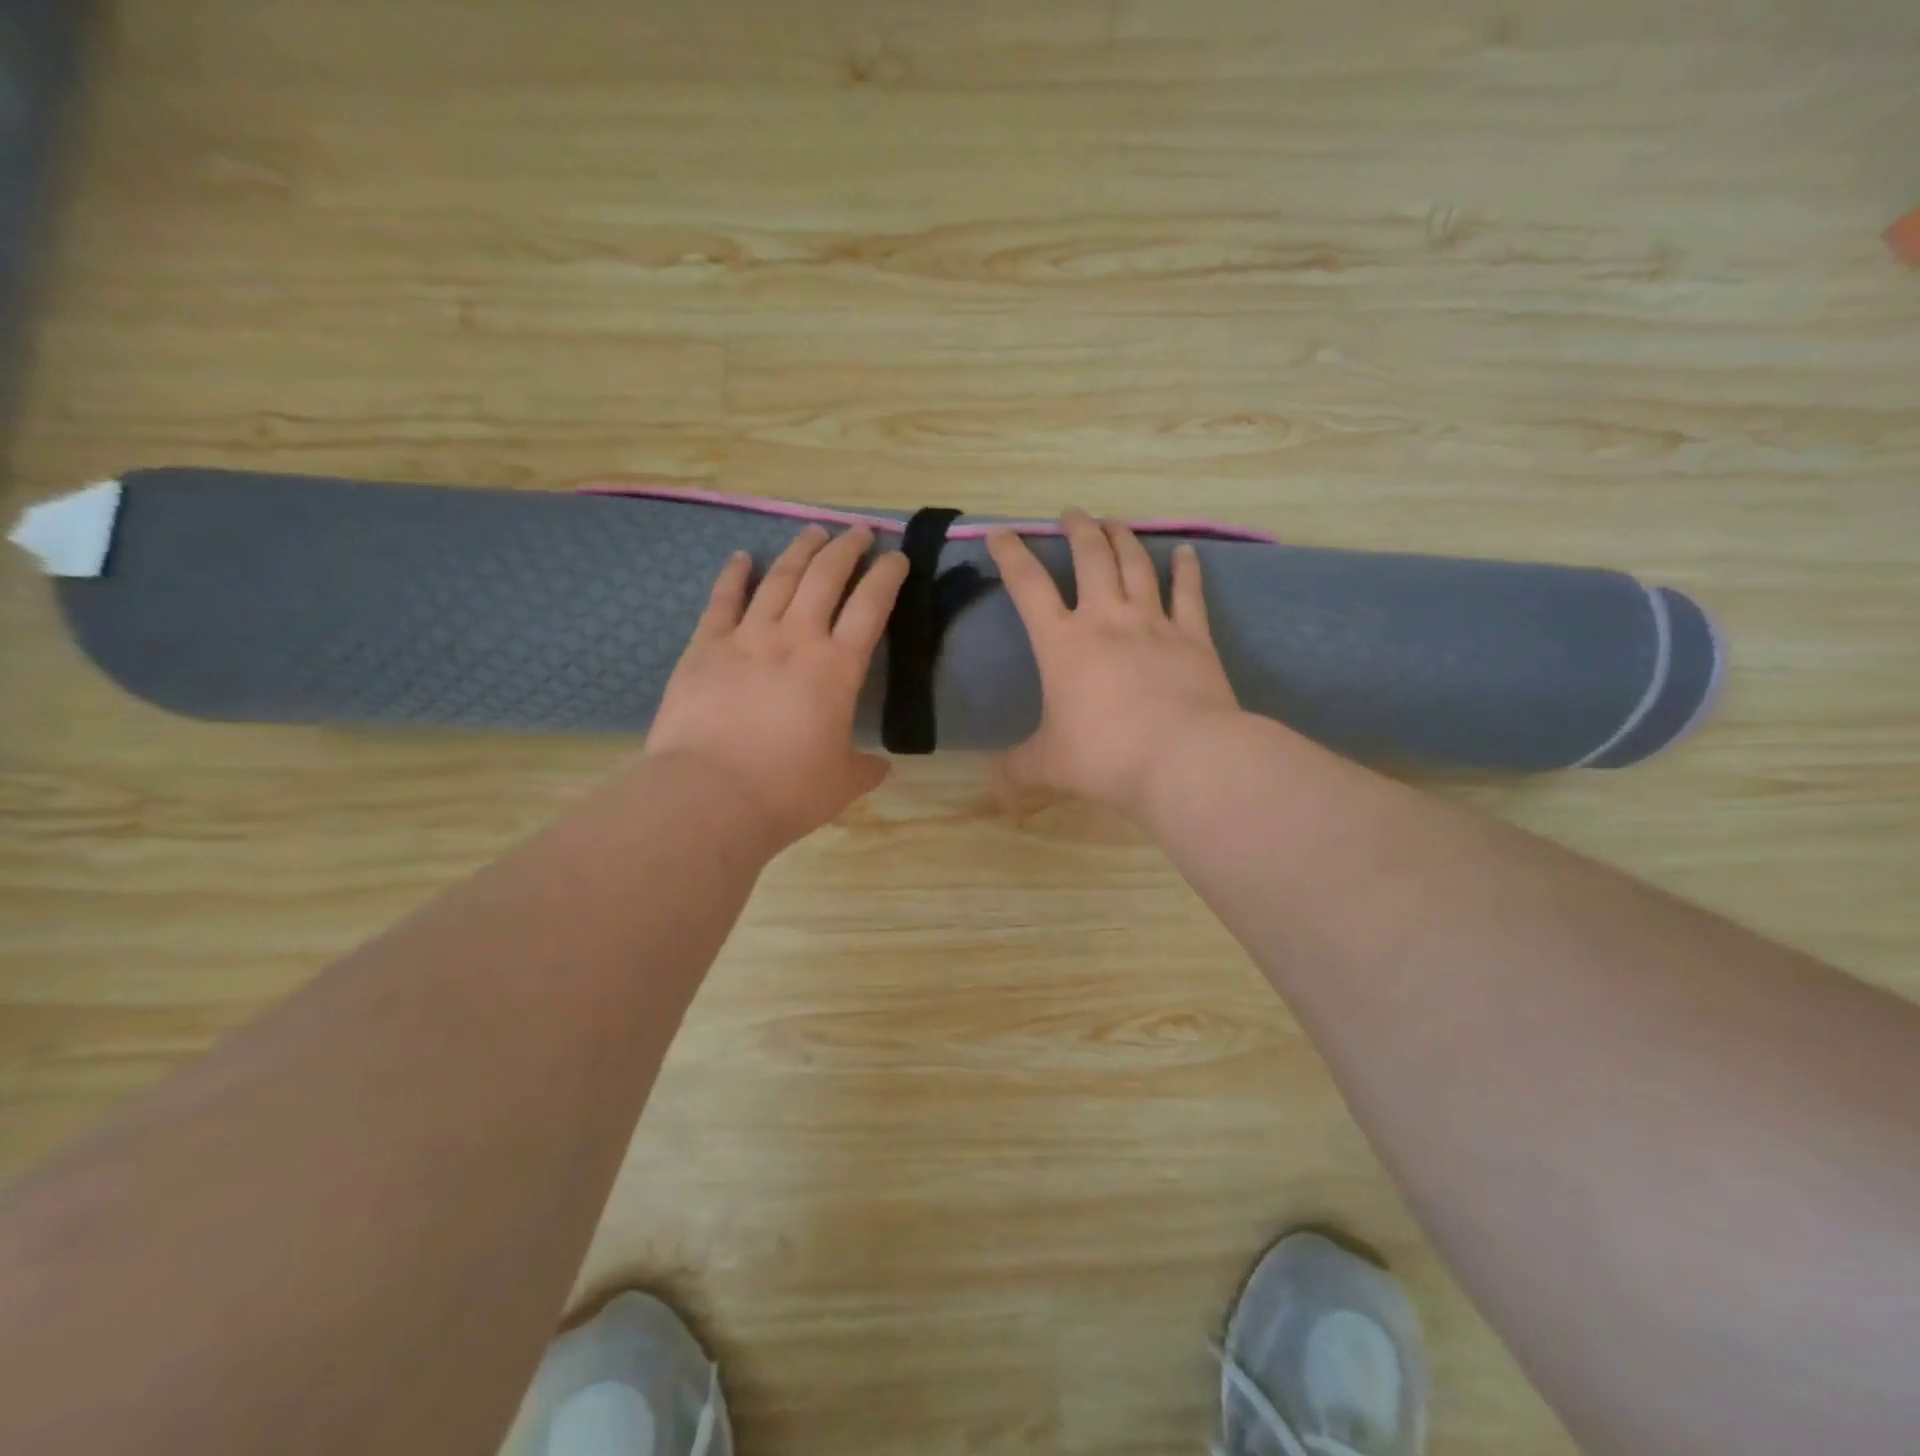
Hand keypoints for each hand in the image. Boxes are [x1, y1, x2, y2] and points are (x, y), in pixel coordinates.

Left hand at [646, 525, 909, 853]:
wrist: (710, 796)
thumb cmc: (787, 791)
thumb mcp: (842, 783)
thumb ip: (865, 768)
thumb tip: (881, 766)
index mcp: (837, 668)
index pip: (871, 607)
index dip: (887, 576)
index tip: (897, 557)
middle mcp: (796, 639)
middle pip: (826, 577)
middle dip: (847, 549)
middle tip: (859, 532)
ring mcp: (747, 637)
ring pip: (779, 578)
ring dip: (799, 550)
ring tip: (814, 531)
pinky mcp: (705, 646)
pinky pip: (723, 600)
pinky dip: (734, 574)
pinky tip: (741, 557)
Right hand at [987, 510, 1241, 816]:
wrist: (1182, 758)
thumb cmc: (1105, 756)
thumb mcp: (1049, 765)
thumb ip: (1017, 770)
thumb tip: (994, 789)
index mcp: (1063, 644)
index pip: (1028, 586)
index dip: (1011, 555)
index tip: (1001, 532)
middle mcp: (1107, 620)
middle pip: (1091, 558)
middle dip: (1079, 530)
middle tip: (1072, 513)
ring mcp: (1154, 624)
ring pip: (1136, 565)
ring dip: (1124, 539)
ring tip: (1114, 521)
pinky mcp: (1194, 638)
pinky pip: (1189, 594)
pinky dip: (1187, 570)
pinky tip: (1186, 552)